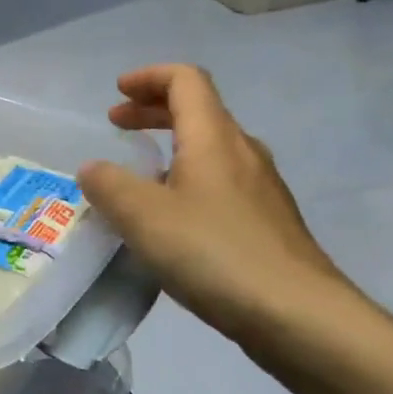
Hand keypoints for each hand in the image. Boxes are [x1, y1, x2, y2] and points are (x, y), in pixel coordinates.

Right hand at [78, 65, 353, 341]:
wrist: (299, 316)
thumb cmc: (215, 253)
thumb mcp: (143, 216)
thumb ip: (108, 185)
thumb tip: (93, 169)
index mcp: (214, 138)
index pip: (186, 81)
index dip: (149, 77)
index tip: (117, 92)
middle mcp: (242, 153)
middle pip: (199, 110)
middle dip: (154, 110)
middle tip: (117, 124)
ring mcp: (261, 189)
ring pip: (211, 148)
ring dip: (171, 146)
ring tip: (139, 174)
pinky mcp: (267, 224)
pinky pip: (221, 183)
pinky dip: (187, 179)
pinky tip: (171, 218)